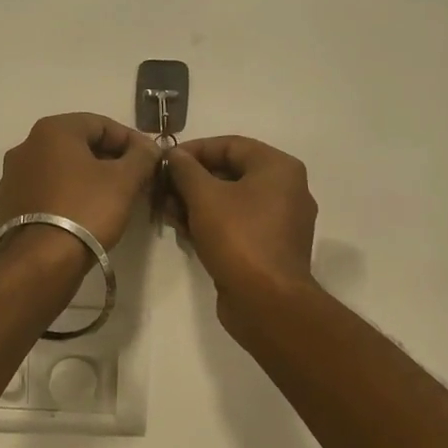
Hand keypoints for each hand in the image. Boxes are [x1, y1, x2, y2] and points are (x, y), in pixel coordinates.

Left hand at [0, 113, 161, 252]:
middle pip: (80, 145)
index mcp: (52, 130)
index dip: (131, 140)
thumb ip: (142, 156)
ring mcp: (13, 175)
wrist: (40, 262)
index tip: (151, 160)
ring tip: (114, 198)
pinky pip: (47, 189)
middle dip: (111, 160)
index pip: (101, 124)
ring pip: (62, 168)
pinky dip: (69, 194)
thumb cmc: (86, 210)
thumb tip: (148, 148)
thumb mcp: (124, 180)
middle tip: (136, 180)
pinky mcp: (9, 203)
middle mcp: (27, 145)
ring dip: (90, 177)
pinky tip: (86, 213)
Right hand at [165, 137, 317, 300]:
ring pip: (231, 200)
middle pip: (230, 172)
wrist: (267, 302)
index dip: (194, 150)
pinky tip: (183, 231)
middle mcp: (286, 189)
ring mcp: (280, 221)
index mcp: (278, 168)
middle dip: (191, 180)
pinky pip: (237, 223)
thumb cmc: (238, 238)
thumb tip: (174, 155)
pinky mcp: (269, 246)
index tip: (165, 162)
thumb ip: (185, 169)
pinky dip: (211, 223)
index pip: (230, 145)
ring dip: (196, 203)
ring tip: (167, 212)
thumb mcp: (205, 197)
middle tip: (162, 189)